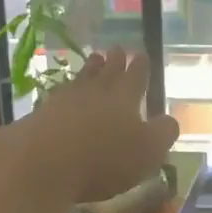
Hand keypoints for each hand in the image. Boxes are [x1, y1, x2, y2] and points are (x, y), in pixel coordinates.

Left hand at [23, 49, 180, 206]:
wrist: (40, 163)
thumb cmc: (104, 158)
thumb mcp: (148, 151)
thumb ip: (163, 133)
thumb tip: (170, 120)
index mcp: (125, 97)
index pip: (136, 76)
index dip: (141, 66)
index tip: (142, 54)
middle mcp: (96, 91)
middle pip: (107, 71)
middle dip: (115, 60)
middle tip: (117, 49)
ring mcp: (65, 100)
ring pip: (83, 78)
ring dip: (91, 69)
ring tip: (95, 60)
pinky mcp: (41, 114)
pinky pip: (60, 95)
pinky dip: (67, 90)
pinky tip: (65, 92)